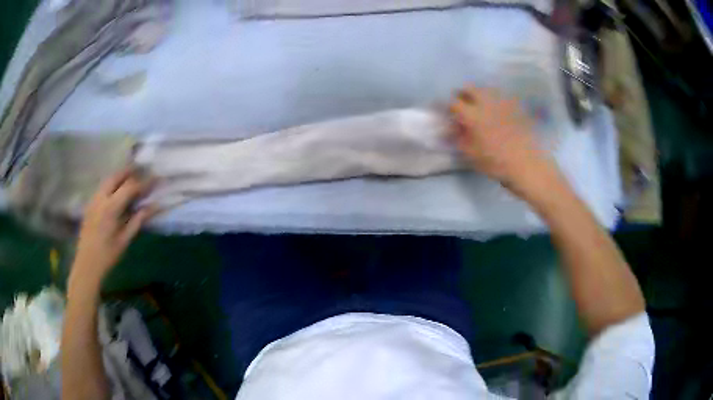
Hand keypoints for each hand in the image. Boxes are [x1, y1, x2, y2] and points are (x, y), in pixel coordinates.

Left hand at [70, 168, 158, 288]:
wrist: (87, 264)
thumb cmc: (107, 255)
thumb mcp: (125, 240)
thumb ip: (138, 220)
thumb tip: (154, 206)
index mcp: (111, 207)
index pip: (130, 187)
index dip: (143, 182)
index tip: (155, 179)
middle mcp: (101, 198)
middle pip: (116, 176)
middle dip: (130, 171)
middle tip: (142, 170)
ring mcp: (93, 199)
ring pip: (108, 179)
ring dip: (120, 175)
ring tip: (131, 177)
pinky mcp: (90, 204)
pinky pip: (102, 187)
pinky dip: (112, 183)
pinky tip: (117, 191)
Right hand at [449, 86, 555, 196]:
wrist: (526, 164)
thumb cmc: (496, 162)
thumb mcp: (471, 154)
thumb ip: (458, 139)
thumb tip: (449, 130)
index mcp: (472, 114)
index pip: (453, 102)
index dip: (446, 106)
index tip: (445, 112)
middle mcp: (486, 103)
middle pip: (469, 88)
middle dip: (462, 94)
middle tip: (461, 105)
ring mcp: (502, 102)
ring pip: (485, 89)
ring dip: (478, 95)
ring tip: (479, 107)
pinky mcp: (515, 106)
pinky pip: (500, 97)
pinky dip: (493, 100)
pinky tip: (496, 111)